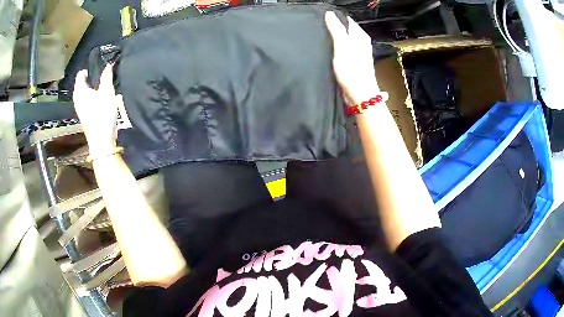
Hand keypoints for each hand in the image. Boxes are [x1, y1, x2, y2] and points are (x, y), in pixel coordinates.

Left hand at [73, 66, 120, 155]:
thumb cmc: (102, 114)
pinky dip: (91, 97)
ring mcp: (79, 108)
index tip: (98, 66)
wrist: (101, 140)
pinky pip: (86, 101)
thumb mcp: (107, 91)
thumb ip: (107, 76)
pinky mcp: (83, 116)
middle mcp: (77, 98)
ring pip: (84, 93)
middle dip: (91, 78)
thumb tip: (108, 64)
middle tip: (102, 75)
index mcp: (80, 90)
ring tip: (102, 86)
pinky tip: (100, 99)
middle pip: (82, 83)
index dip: (89, 68)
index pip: (81, 74)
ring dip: (92, 88)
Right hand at [325, 11, 379, 104]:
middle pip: (344, 29)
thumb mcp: (342, 46)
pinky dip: (334, 48)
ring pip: (342, 39)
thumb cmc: (352, 70)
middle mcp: (360, 42)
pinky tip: (326, 50)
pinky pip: (342, 49)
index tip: (320, 18)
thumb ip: (336, 29)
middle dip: (332, 28)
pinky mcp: (352, 62)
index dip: (334, 17)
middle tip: (317, 28)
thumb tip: (329, 14)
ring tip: (319, 38)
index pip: (346, 19)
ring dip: (332, 38)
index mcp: (360, 35)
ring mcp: (357, 52)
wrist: (359, 94)